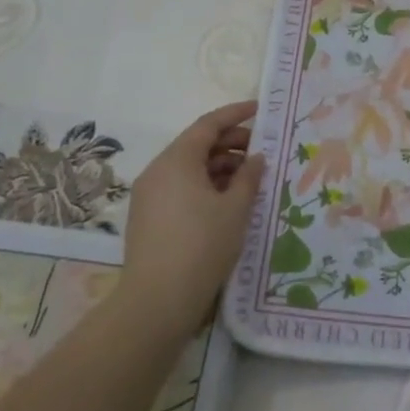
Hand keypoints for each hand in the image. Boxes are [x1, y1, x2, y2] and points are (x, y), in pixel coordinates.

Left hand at [121, 100, 265, 338]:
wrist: (156, 301)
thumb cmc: (202, 246)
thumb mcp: (235, 209)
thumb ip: (249, 177)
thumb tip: (256, 158)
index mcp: (177, 160)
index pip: (208, 124)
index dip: (236, 114)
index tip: (259, 109)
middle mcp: (158, 170)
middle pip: (197, 144)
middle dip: (230, 143)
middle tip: (261, 150)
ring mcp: (149, 195)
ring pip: (188, 168)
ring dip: (219, 166)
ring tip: (249, 178)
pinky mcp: (148, 217)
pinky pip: (180, 187)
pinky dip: (204, 185)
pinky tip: (227, 200)